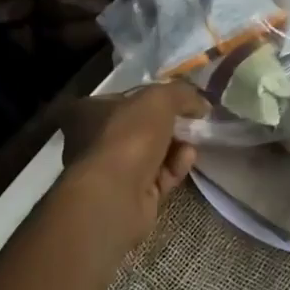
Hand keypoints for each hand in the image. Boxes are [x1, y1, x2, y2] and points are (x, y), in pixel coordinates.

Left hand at [58, 81, 208, 246]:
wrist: (116, 195)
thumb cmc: (128, 137)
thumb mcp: (159, 99)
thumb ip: (181, 94)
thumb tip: (200, 103)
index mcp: (89, 113)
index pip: (122, 99)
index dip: (150, 97)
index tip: (176, 100)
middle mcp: (96, 141)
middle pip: (141, 127)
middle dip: (169, 125)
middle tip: (192, 120)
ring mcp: (114, 171)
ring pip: (153, 153)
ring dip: (177, 147)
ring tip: (192, 143)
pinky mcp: (132, 195)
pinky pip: (160, 176)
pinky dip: (175, 168)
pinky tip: (187, 160)